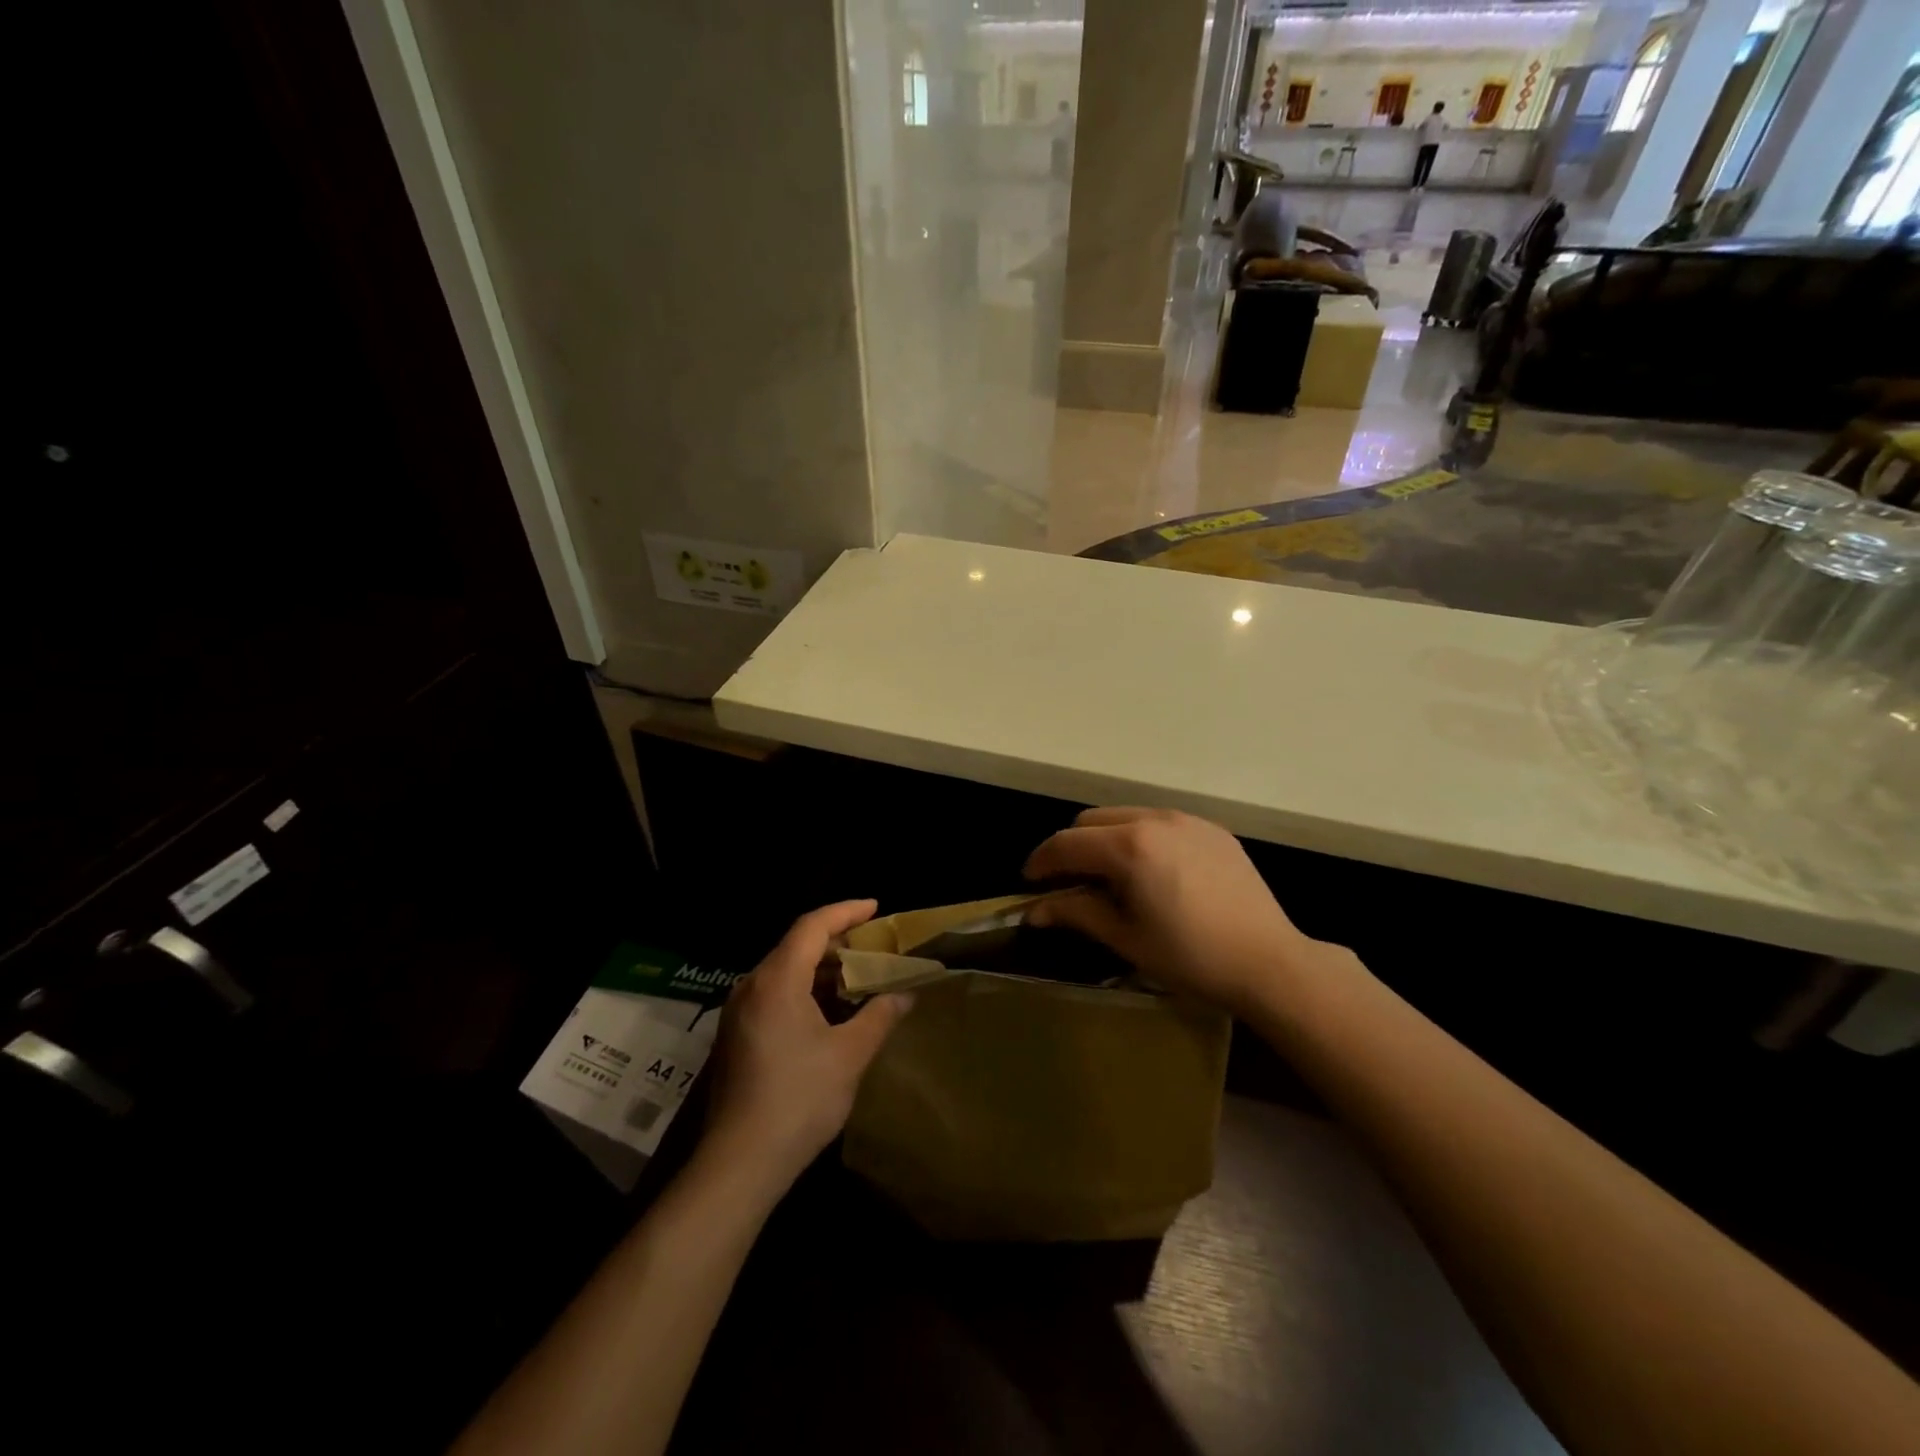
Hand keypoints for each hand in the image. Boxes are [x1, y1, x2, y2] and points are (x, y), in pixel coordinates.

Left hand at [703, 900, 913, 1189]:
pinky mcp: (737, 1036)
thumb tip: (906, 996)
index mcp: (777, 980)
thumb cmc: (799, 1099)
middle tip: (874, 945)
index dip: (846, 911)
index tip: (876, 907)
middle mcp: (752, 986)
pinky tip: (830, 1010)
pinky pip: (775, 994)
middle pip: (796, 945)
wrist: (739, 1163)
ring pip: (785, 971)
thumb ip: (880, 1016)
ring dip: (822, 968)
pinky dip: (806, 990)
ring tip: (859, 975)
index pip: (812, 926)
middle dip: (837, 940)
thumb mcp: (850, 1055)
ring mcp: (739, 1012)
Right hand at [1024, 808, 1336, 1015]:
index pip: (1066, 843)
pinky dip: (1140, 837)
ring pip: (1125, 815)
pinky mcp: (1211, 829)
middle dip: (1071, 847)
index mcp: (1128, 846)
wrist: (1270, 962)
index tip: (1029, 883)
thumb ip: (1075, 913)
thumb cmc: (1191, 957)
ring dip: (1105, 839)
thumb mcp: (1125, 939)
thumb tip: (1033, 911)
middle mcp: (1154, 819)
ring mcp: (1186, 820)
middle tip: (1069, 883)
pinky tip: (1151, 872)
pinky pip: (1159, 822)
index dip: (1041, 862)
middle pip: (1091, 821)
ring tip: (1110, 876)